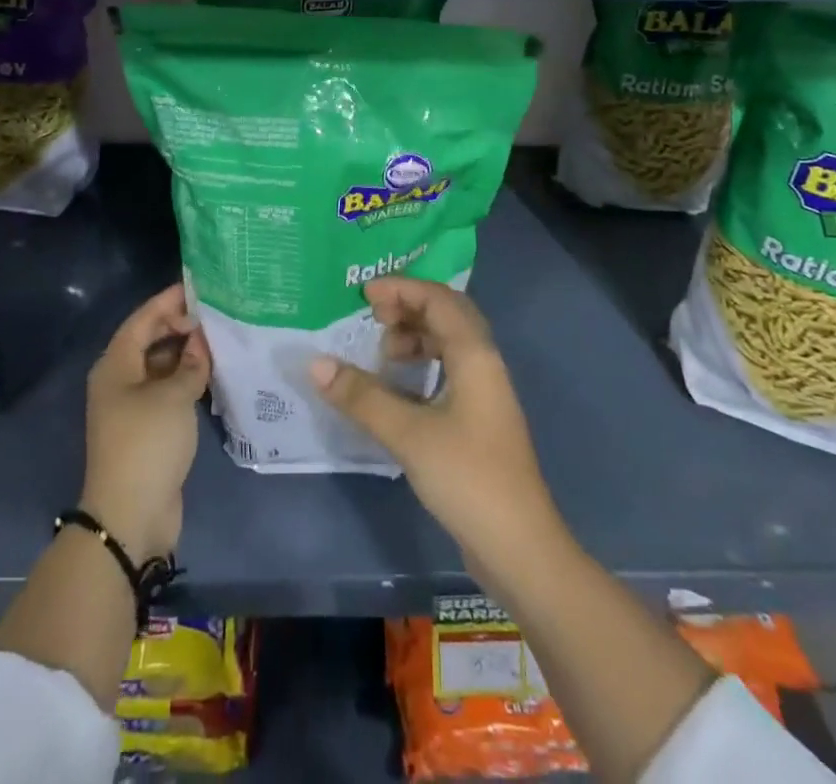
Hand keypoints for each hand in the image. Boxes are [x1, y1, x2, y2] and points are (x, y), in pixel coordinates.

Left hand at [80, 283, 210, 562]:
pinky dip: (187, 379)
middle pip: (150, 340)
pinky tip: (213, 373)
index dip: (169, 301)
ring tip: (221, 339)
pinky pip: (167, 390)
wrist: (130, 515)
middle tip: (217, 314)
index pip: (143, 319)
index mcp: (116, 365)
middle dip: (181, 326)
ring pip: (161, 366)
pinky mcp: (147, 428)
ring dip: (187, 353)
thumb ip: (191, 363)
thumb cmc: (147, 443)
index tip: (199, 286)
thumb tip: (201, 342)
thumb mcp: (174, 396)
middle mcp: (119, 380)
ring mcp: (132, 406)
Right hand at [309, 277, 562, 582]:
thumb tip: (316, 364)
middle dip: (408, 308)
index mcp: (475, 355)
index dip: (402, 288)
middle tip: (371, 318)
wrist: (520, 548)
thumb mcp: (408, 434)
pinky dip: (421, 368)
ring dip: (415, 339)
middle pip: (447, 316)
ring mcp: (485, 394)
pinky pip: (448, 372)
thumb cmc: (467, 477)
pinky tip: (397, 390)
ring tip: (381, 354)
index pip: (438, 299)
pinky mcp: (479, 421)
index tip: (364, 295)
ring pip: (448, 345)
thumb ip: (362, 396)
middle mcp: (484, 365)